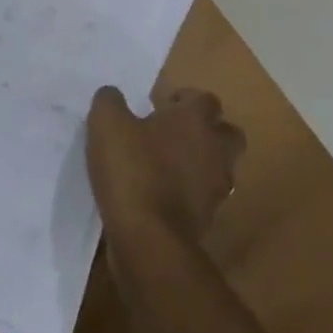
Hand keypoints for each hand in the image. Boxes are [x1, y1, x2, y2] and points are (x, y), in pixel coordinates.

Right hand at [87, 85, 244, 249]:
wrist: (149, 237)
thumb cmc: (132, 169)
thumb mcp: (106, 124)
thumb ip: (110, 101)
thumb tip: (113, 95)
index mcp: (195, 120)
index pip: (205, 99)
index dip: (185, 99)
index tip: (161, 106)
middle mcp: (215, 149)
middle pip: (226, 132)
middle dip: (206, 129)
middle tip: (173, 133)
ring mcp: (217, 186)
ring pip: (219, 165)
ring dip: (200, 161)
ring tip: (168, 164)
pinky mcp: (210, 217)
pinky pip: (206, 194)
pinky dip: (191, 190)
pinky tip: (163, 192)